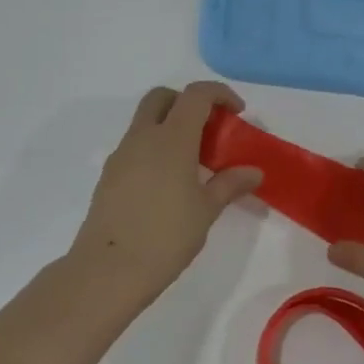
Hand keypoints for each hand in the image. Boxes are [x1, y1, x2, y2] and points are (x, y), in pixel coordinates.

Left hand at [67, 83, 262, 306]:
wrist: (109, 269)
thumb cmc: (166, 236)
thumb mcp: (206, 210)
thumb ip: (230, 184)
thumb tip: (254, 172)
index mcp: (172, 138)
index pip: (196, 95)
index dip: (219, 93)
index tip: (237, 112)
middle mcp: (143, 137)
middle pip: (162, 97)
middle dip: (187, 102)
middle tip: (209, 128)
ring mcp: (121, 155)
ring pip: (145, 121)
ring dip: (169, 125)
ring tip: (192, 161)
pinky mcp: (109, 176)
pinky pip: (135, 146)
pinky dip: (154, 148)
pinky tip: (168, 182)